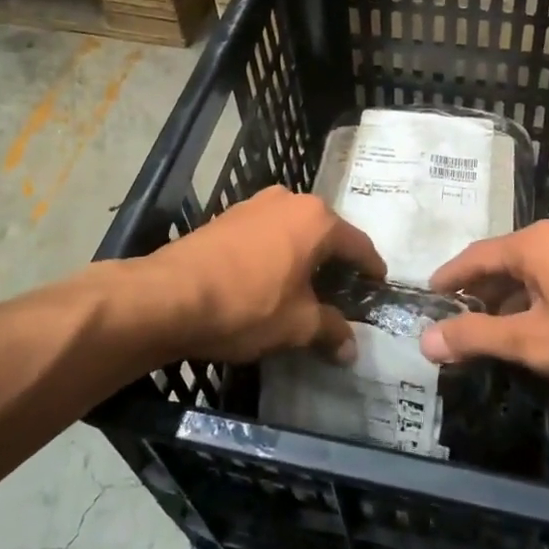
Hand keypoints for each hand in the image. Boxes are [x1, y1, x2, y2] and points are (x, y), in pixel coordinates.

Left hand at [141, 187, 385, 363]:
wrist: (170, 295)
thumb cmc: (247, 305)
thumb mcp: (296, 325)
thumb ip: (330, 331)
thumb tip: (351, 348)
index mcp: (316, 219)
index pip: (358, 244)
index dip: (371, 269)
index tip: (378, 286)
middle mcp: (289, 200)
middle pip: (326, 233)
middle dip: (336, 262)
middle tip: (343, 292)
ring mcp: (255, 204)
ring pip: (293, 231)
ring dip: (303, 256)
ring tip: (306, 287)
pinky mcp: (228, 216)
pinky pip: (266, 234)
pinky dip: (276, 253)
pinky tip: (269, 278)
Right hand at [422, 218, 548, 397]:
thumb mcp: (535, 344)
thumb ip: (478, 337)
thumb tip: (425, 340)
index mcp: (536, 242)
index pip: (477, 256)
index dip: (451, 277)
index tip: (430, 294)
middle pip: (508, 258)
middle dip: (483, 289)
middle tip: (462, 317)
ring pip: (539, 267)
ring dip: (516, 294)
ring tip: (503, 327)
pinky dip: (545, 293)